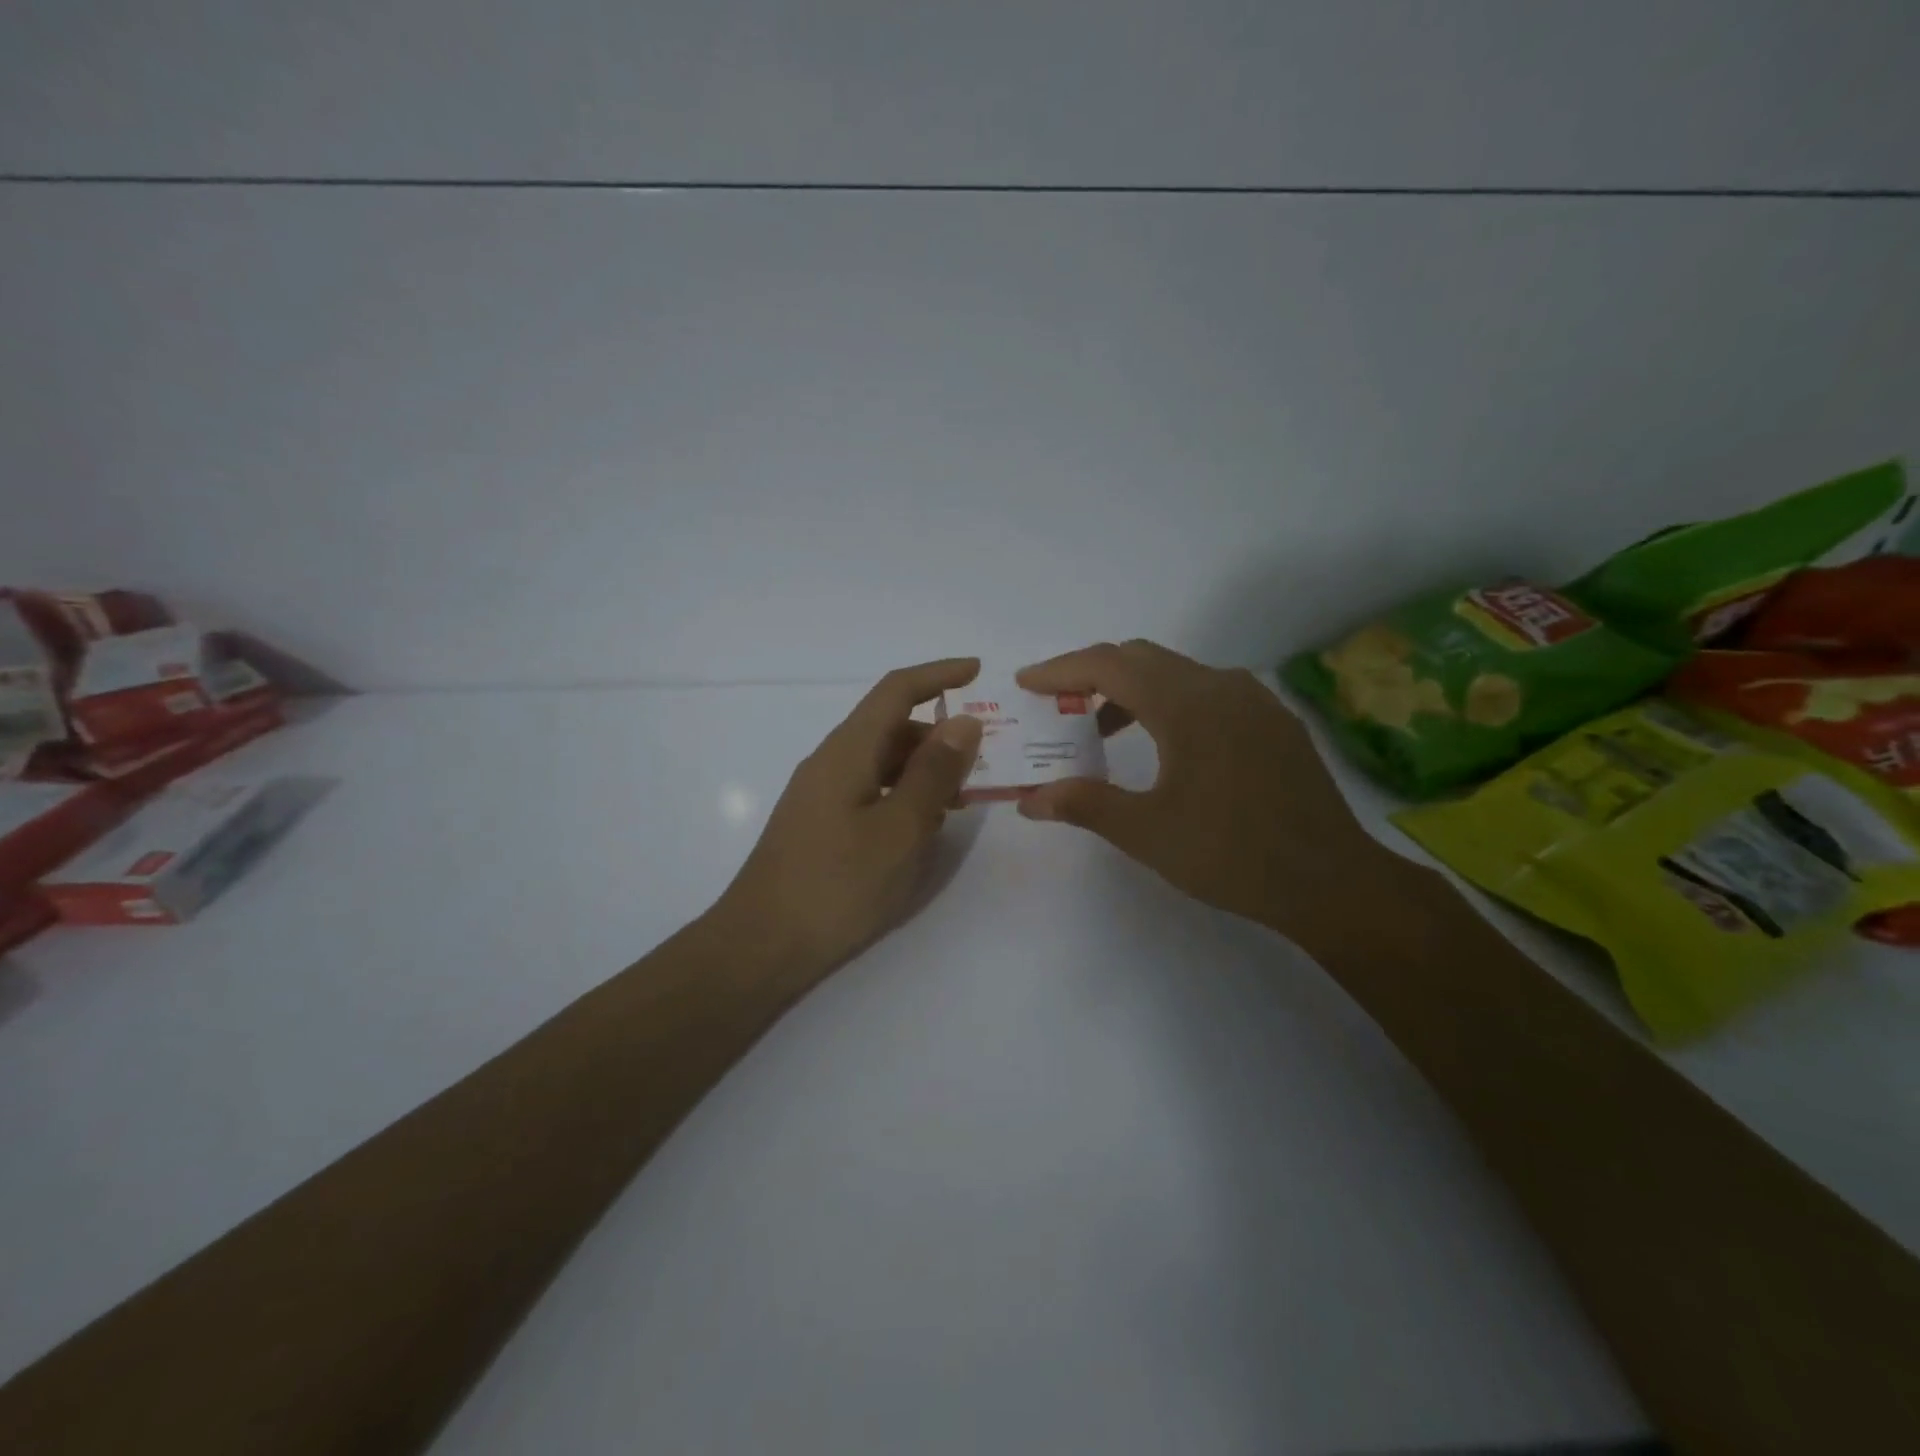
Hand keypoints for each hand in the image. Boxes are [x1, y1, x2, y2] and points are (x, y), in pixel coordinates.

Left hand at [711, 659, 984, 979]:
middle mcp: (831, 761)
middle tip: (984, 759)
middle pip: (891, 726)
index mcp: (848, 750)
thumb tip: (963, 721)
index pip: (896, 690)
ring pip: (882, 761)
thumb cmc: (837, 885)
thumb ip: (934, 773)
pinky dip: (903, 794)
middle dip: (939, 733)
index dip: (939, 674)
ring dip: (924, 768)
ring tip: (963, 798)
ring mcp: (821, 794)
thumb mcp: (900, 829)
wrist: (761, 945)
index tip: (978, 672)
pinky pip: (870, 790)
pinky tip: (923, 826)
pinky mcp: (819, 824)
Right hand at [1016, 640, 1397, 939]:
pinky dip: (1169, 702)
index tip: (1026, 683)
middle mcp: (1220, 686)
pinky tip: (1164, 745)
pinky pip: (1207, 692)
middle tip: (1057, 703)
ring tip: (1101, 729)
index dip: (1062, 669)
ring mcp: (1254, 700)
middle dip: (1092, 674)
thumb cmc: (1231, 854)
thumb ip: (1084, 805)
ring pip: (1177, 673)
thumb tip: (1030, 801)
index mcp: (1186, 704)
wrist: (1331, 880)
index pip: (1109, 665)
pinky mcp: (1274, 720)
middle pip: (1141, 658)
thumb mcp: (1147, 832)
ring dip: (1131, 690)